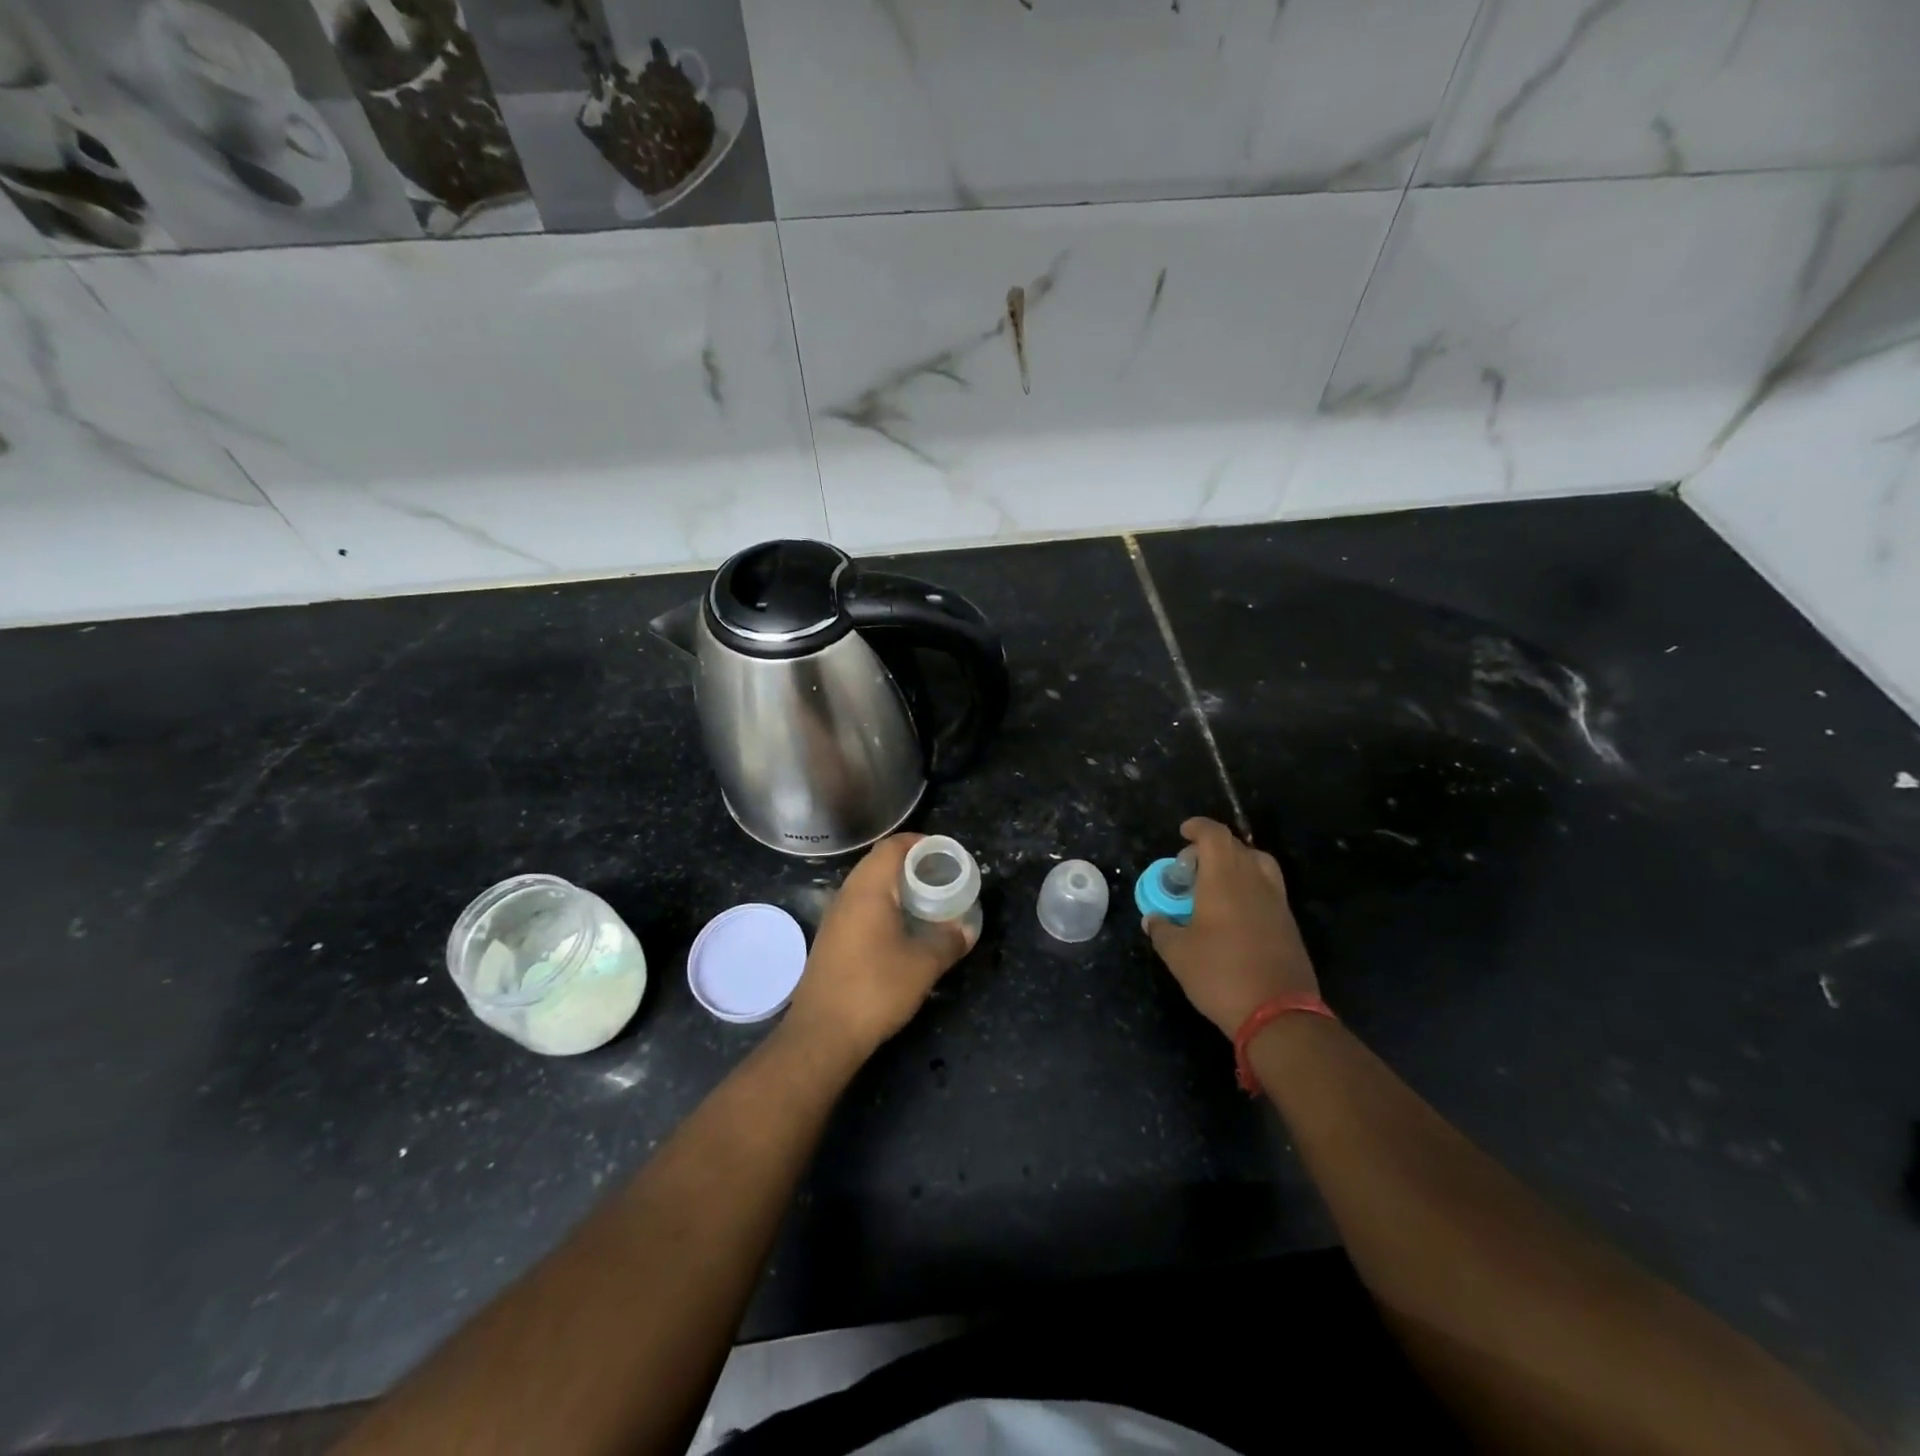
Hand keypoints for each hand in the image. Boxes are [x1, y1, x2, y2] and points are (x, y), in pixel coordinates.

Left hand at [784, 834, 975, 1061]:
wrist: (822, 1033)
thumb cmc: (875, 989)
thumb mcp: (923, 965)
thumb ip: (949, 941)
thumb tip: (968, 928)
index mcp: (868, 889)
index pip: (893, 846)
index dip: (921, 843)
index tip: (946, 853)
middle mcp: (847, 894)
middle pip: (879, 862)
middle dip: (912, 863)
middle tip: (942, 875)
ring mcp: (835, 917)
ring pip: (869, 885)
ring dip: (897, 886)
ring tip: (927, 899)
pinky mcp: (832, 938)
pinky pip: (861, 906)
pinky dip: (884, 905)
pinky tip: (902, 927)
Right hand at [1143, 817, 1318, 1038]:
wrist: (1278, 1014)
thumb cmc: (1220, 975)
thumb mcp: (1177, 954)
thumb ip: (1161, 929)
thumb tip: (1153, 919)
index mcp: (1224, 879)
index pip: (1214, 835)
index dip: (1198, 828)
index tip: (1183, 832)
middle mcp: (1254, 881)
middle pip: (1236, 846)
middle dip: (1211, 848)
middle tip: (1190, 869)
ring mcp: (1276, 901)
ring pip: (1258, 864)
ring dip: (1235, 864)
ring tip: (1215, 884)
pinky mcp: (1288, 923)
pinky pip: (1268, 888)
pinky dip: (1249, 886)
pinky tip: (1233, 912)